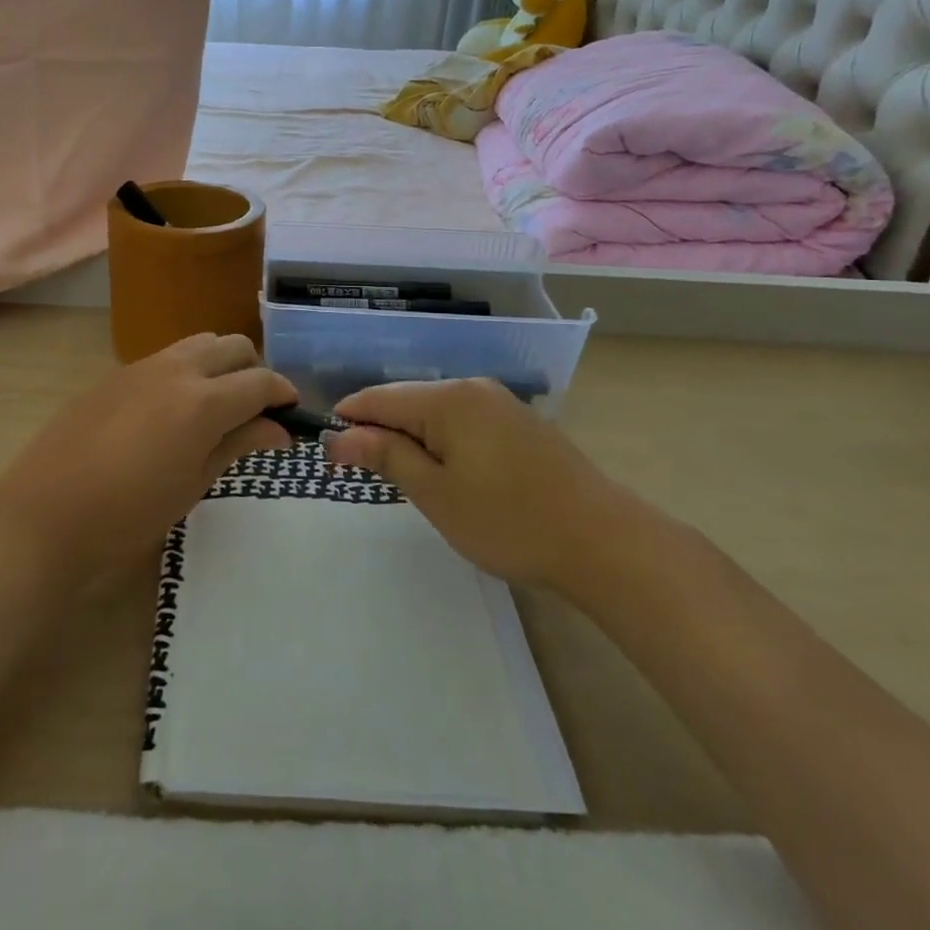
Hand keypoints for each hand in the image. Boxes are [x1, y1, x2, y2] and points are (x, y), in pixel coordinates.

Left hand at [0, 333, 294, 590]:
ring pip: (199, 343)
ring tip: (216, 405)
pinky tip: (173, 410)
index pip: (261, 382)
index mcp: (203, 401)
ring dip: (220, 364)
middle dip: (255, 371)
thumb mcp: (193, 484)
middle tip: (255, 411)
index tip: (292, 414)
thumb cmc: (128, 515)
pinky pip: (166, 357)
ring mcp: (142, 366)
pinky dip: (186, 370)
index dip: (284, 394)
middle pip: (234, 346)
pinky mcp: (115, 374)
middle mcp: (177, 369)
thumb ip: (238, 446)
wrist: (44, 516)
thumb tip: (278, 429)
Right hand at [323, 377, 636, 594]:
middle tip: (363, 477)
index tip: (327, 454)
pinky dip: (442, 443)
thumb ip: (385, 457)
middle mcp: (472, 388)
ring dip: (412, 440)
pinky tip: (448, 474)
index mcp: (447, 399)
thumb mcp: (435, 493)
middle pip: (406, 401)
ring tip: (405, 480)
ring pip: (435, 413)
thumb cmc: (508, 520)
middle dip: (379, 432)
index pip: (378, 399)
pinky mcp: (520, 423)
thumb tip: (337, 436)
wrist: (602, 541)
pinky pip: (463, 422)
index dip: (347, 422)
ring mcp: (500, 403)